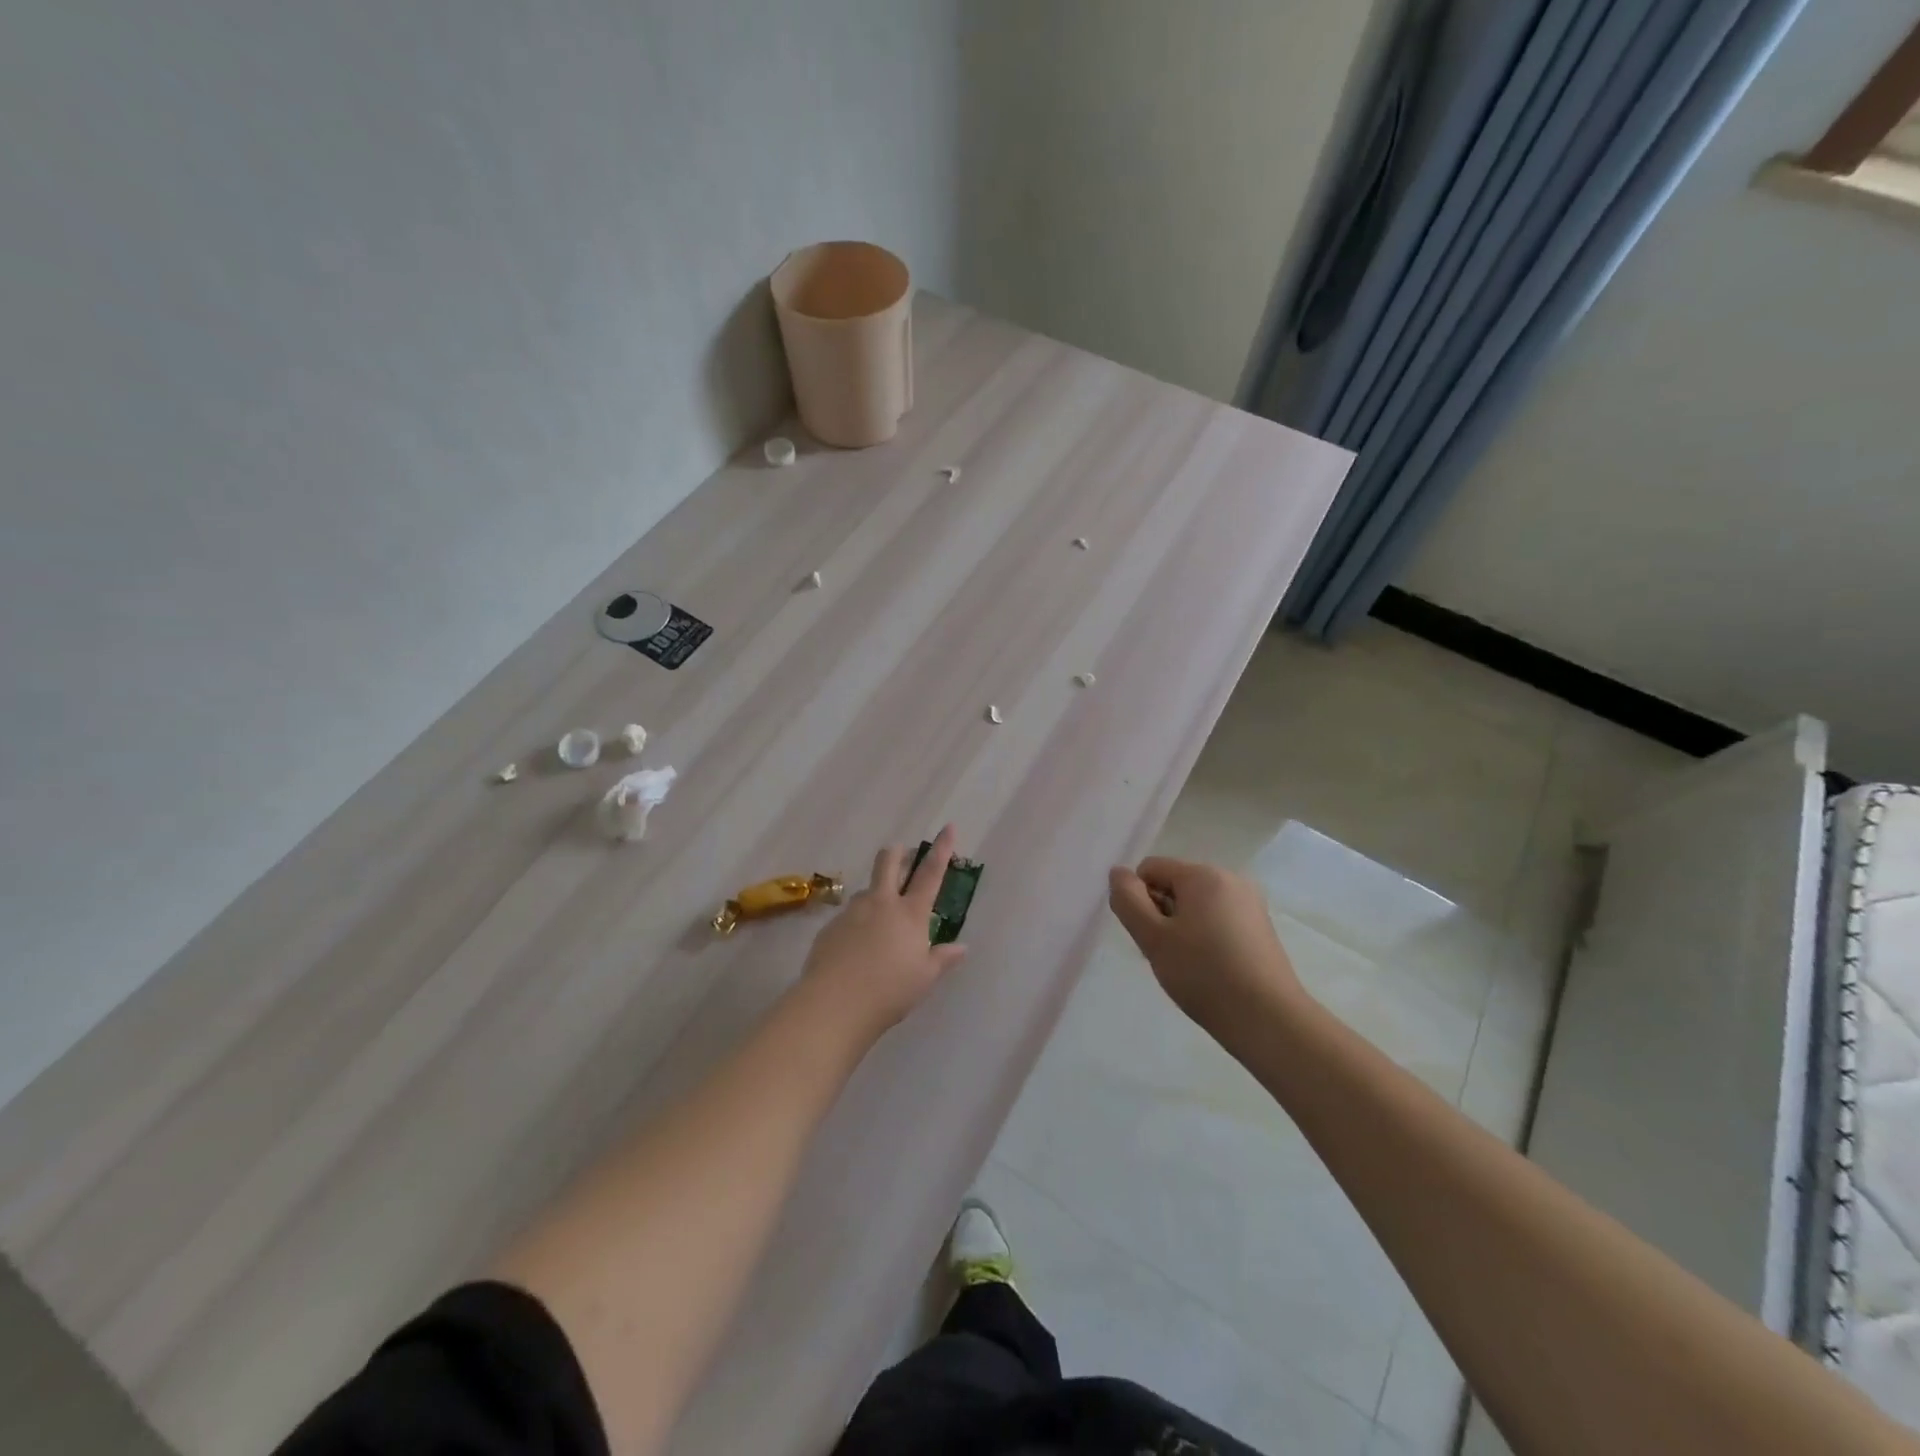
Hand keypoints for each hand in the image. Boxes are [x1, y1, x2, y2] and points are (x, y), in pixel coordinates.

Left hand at [801, 824, 968, 1037]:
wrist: (835, 1004)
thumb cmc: (890, 991)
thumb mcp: (924, 979)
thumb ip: (942, 959)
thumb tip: (961, 947)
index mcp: (911, 914)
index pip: (930, 874)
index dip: (941, 849)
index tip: (947, 827)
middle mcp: (881, 903)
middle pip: (888, 862)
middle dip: (896, 853)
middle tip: (901, 855)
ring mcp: (852, 912)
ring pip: (866, 890)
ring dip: (875, 894)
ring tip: (878, 920)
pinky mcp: (830, 926)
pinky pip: (848, 916)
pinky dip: (856, 923)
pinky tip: (855, 948)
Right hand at [1108, 856, 1304, 1033]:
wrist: (1268, 1020)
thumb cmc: (1204, 974)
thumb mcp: (1153, 938)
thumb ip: (1128, 900)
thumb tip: (1118, 873)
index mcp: (1203, 874)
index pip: (1150, 869)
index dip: (1140, 900)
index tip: (1149, 936)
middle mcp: (1230, 879)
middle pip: (1174, 885)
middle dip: (1161, 914)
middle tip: (1166, 955)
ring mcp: (1250, 903)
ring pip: (1195, 905)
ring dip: (1181, 928)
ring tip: (1188, 966)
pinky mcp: (1260, 928)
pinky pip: (1218, 919)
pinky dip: (1205, 938)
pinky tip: (1210, 970)